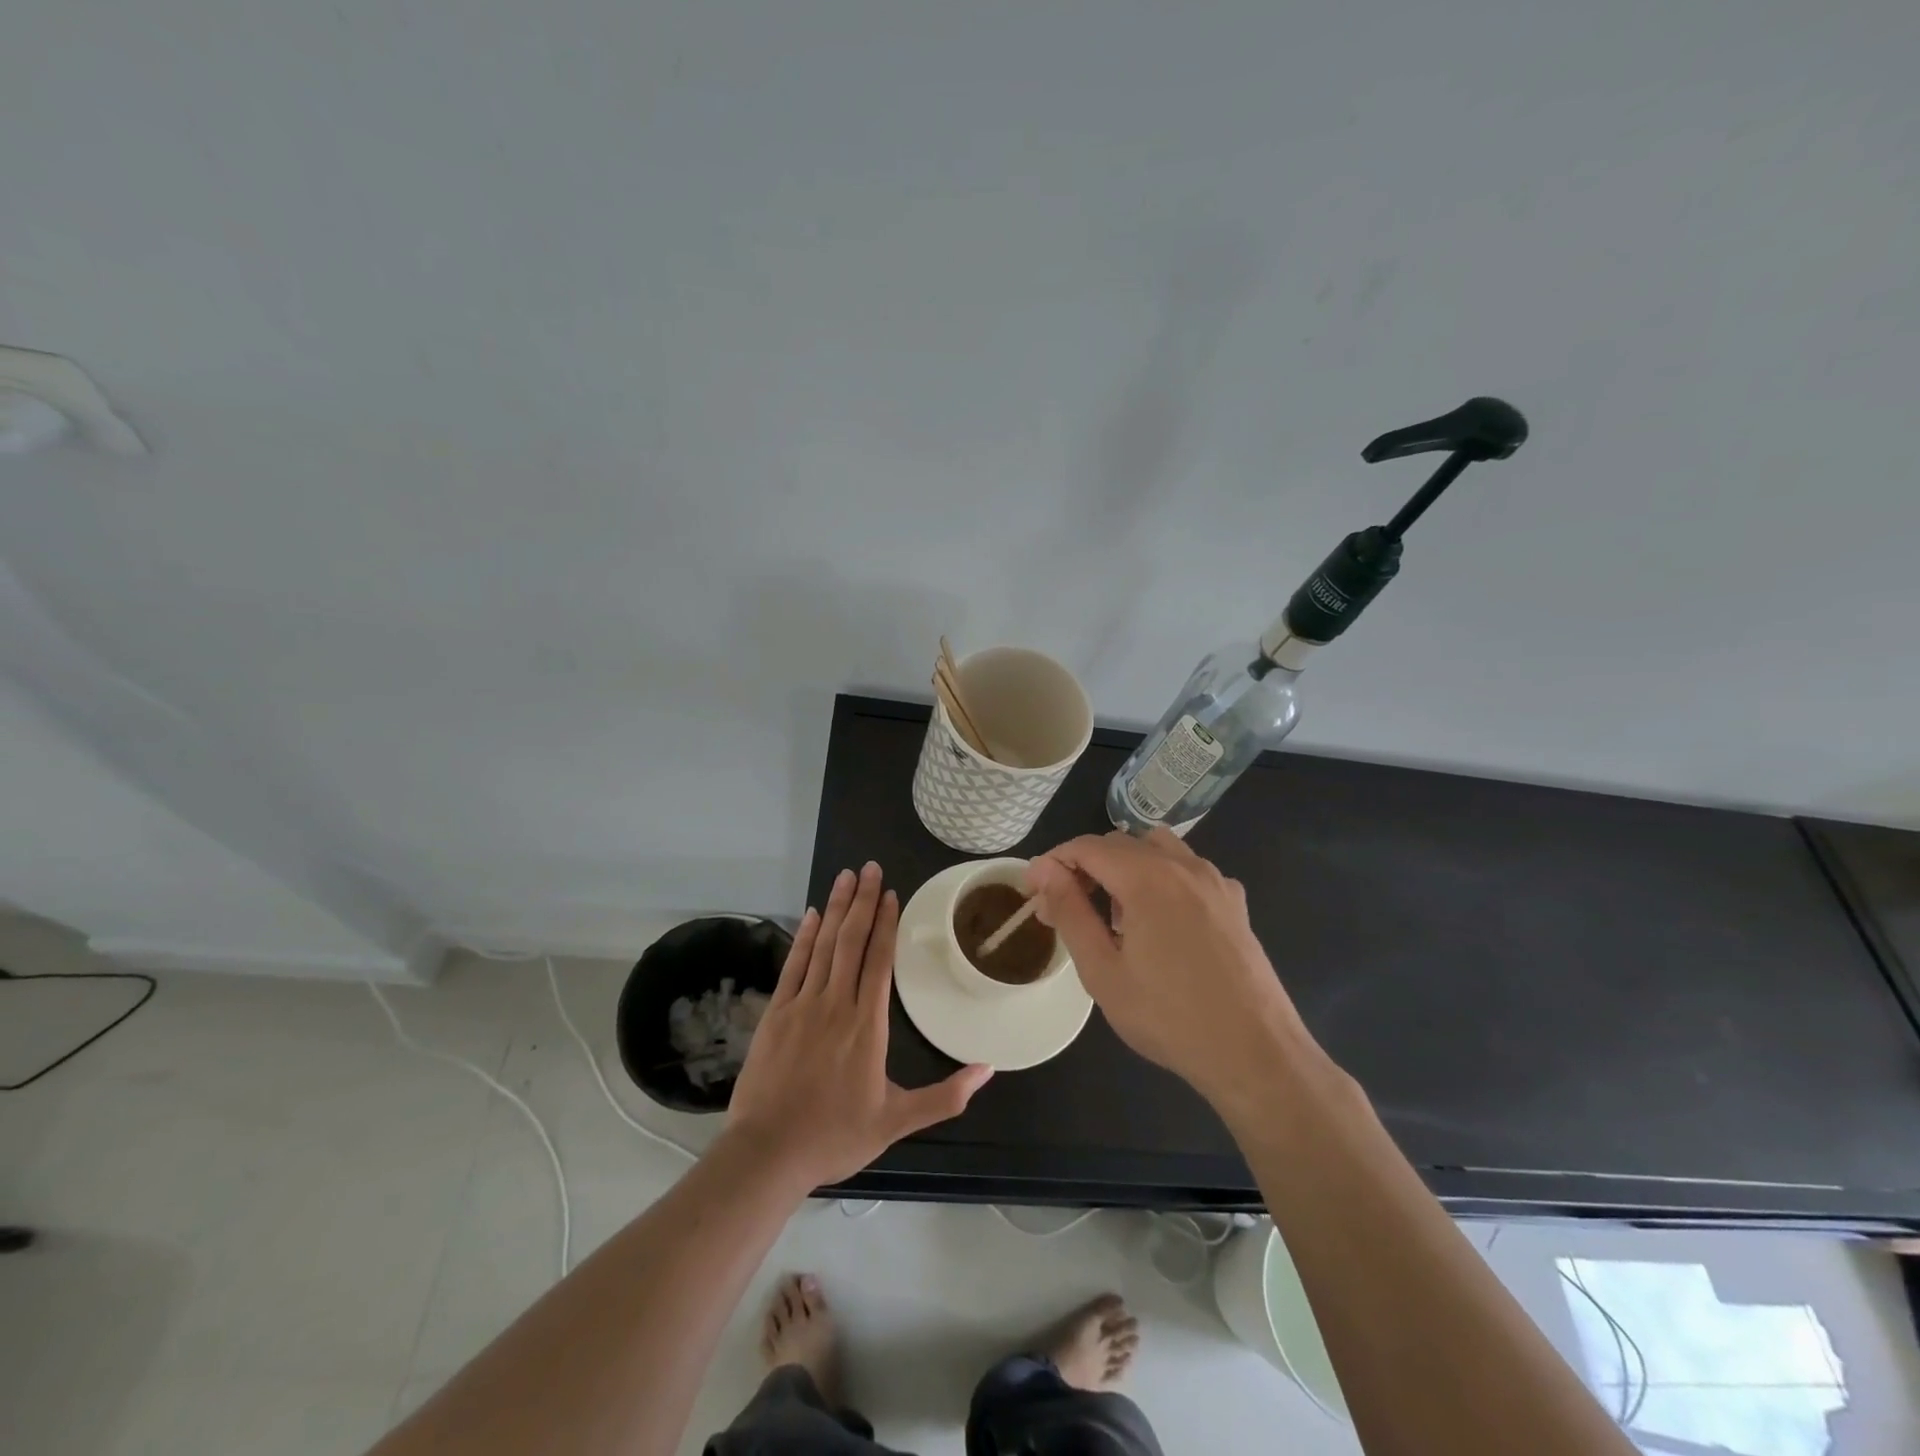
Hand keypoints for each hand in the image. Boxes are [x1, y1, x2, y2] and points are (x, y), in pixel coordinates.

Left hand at [726, 862, 991, 1189]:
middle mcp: (837, 1004)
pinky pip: (794, 965)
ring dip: (837, 908)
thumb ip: (944, 1096)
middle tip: (870, 868)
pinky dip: (804, 937)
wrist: (768, 1153)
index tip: (891, 894)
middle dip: (863, 901)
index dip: (886, 923)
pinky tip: (812, 915)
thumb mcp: (897, 1122)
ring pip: (824, 945)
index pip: (879, 961)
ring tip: (846, 877)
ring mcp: (803, 1005)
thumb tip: (988, 1070)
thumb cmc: (835, 1136)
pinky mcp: (776, 1013)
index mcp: (867, 1025)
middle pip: (852, 941)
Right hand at [1026, 830, 1319, 1108]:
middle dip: (1085, 866)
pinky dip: (1162, 878)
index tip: (1033, 891)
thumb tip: (1044, 871)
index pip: (1086, 847)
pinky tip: (1161, 920)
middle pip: (1120, 843)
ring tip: (1114, 912)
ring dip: (1125, 866)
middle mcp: (1182, 865)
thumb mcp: (1102, 971)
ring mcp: (1214, 880)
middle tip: (1065, 908)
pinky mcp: (1234, 902)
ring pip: (1157, 848)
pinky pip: (1188, 869)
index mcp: (1146, 877)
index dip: (1053, 862)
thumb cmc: (1169, 1016)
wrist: (1255, 1053)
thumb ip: (1070, 912)